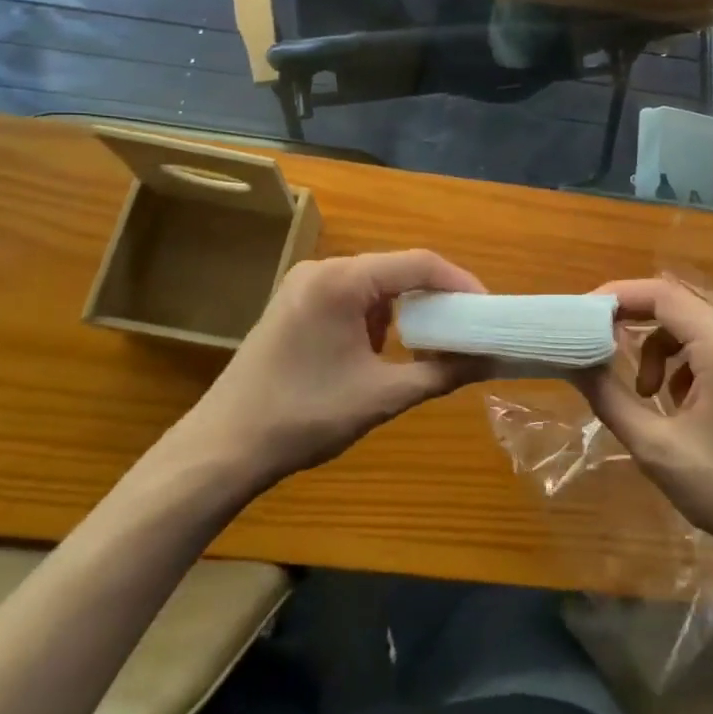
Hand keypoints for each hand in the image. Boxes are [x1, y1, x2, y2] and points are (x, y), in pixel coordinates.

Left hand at [172, 251, 487, 493]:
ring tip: (428, 345)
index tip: (488, 310)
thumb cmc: (303, 417)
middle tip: (465, 327)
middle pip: (395, 270)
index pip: (418, 264)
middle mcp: (322, 269)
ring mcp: (303, 285)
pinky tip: (379, 351)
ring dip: (403, 310)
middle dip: (433, 298)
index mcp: (342, 280)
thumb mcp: (381, 397)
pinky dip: (374, 318)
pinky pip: (350, 297)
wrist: (221, 449)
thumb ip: (441, 374)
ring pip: (373, 285)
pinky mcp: (293, 304)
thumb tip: (491, 362)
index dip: (459, 283)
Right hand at [578, 278, 712, 567]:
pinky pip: (710, 348)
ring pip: (692, 328)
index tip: (582, 316)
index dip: (618, 297)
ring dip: (657, 350)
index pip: (661, 294)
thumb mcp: (657, 447)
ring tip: (645, 396)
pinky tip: (677, 406)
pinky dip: (682, 364)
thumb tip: (575, 363)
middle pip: (676, 306)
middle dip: (633, 323)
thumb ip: (610, 398)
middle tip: (599, 346)